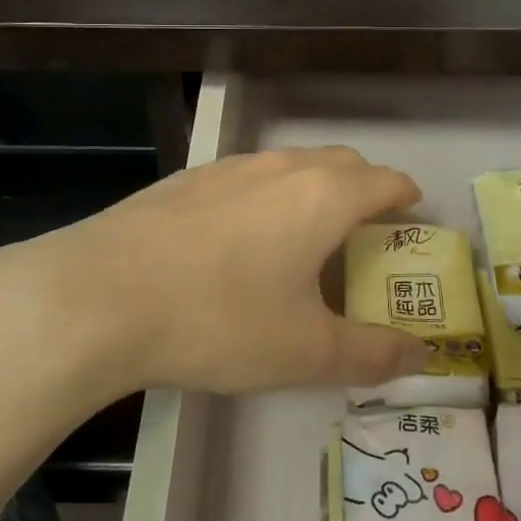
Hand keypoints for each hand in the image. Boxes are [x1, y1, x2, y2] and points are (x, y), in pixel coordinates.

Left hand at [0, 147, 432, 396]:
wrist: (100, 295)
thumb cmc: (220, 319)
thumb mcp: (305, 351)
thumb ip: (371, 354)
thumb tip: (420, 357)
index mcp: (322, 196)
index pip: (384, 180)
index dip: (405, 198)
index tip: (413, 216)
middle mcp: (280, 168)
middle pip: (340, 163)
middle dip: (363, 189)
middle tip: (365, 233)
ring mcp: (227, 167)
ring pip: (289, 165)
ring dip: (311, 189)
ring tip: (304, 235)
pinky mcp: (185, 180)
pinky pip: (244, 178)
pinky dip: (264, 197)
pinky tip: (238, 238)